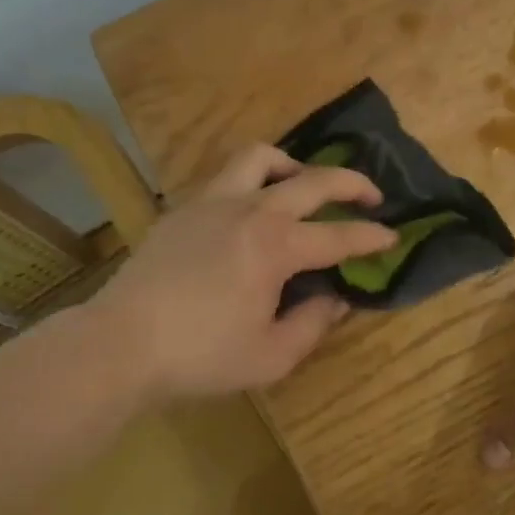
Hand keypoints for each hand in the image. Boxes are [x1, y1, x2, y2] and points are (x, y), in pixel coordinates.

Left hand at [88, 144, 396, 399]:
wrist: (121, 343)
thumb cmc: (200, 355)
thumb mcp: (270, 357)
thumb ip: (312, 324)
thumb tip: (336, 298)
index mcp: (277, 246)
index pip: (338, 235)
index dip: (371, 237)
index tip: (392, 236)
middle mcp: (252, 210)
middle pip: (313, 180)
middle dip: (352, 183)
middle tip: (371, 195)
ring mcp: (215, 201)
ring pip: (262, 157)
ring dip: (293, 165)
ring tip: (303, 183)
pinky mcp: (186, 207)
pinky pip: (228, 176)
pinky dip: (252, 180)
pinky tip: (250, 209)